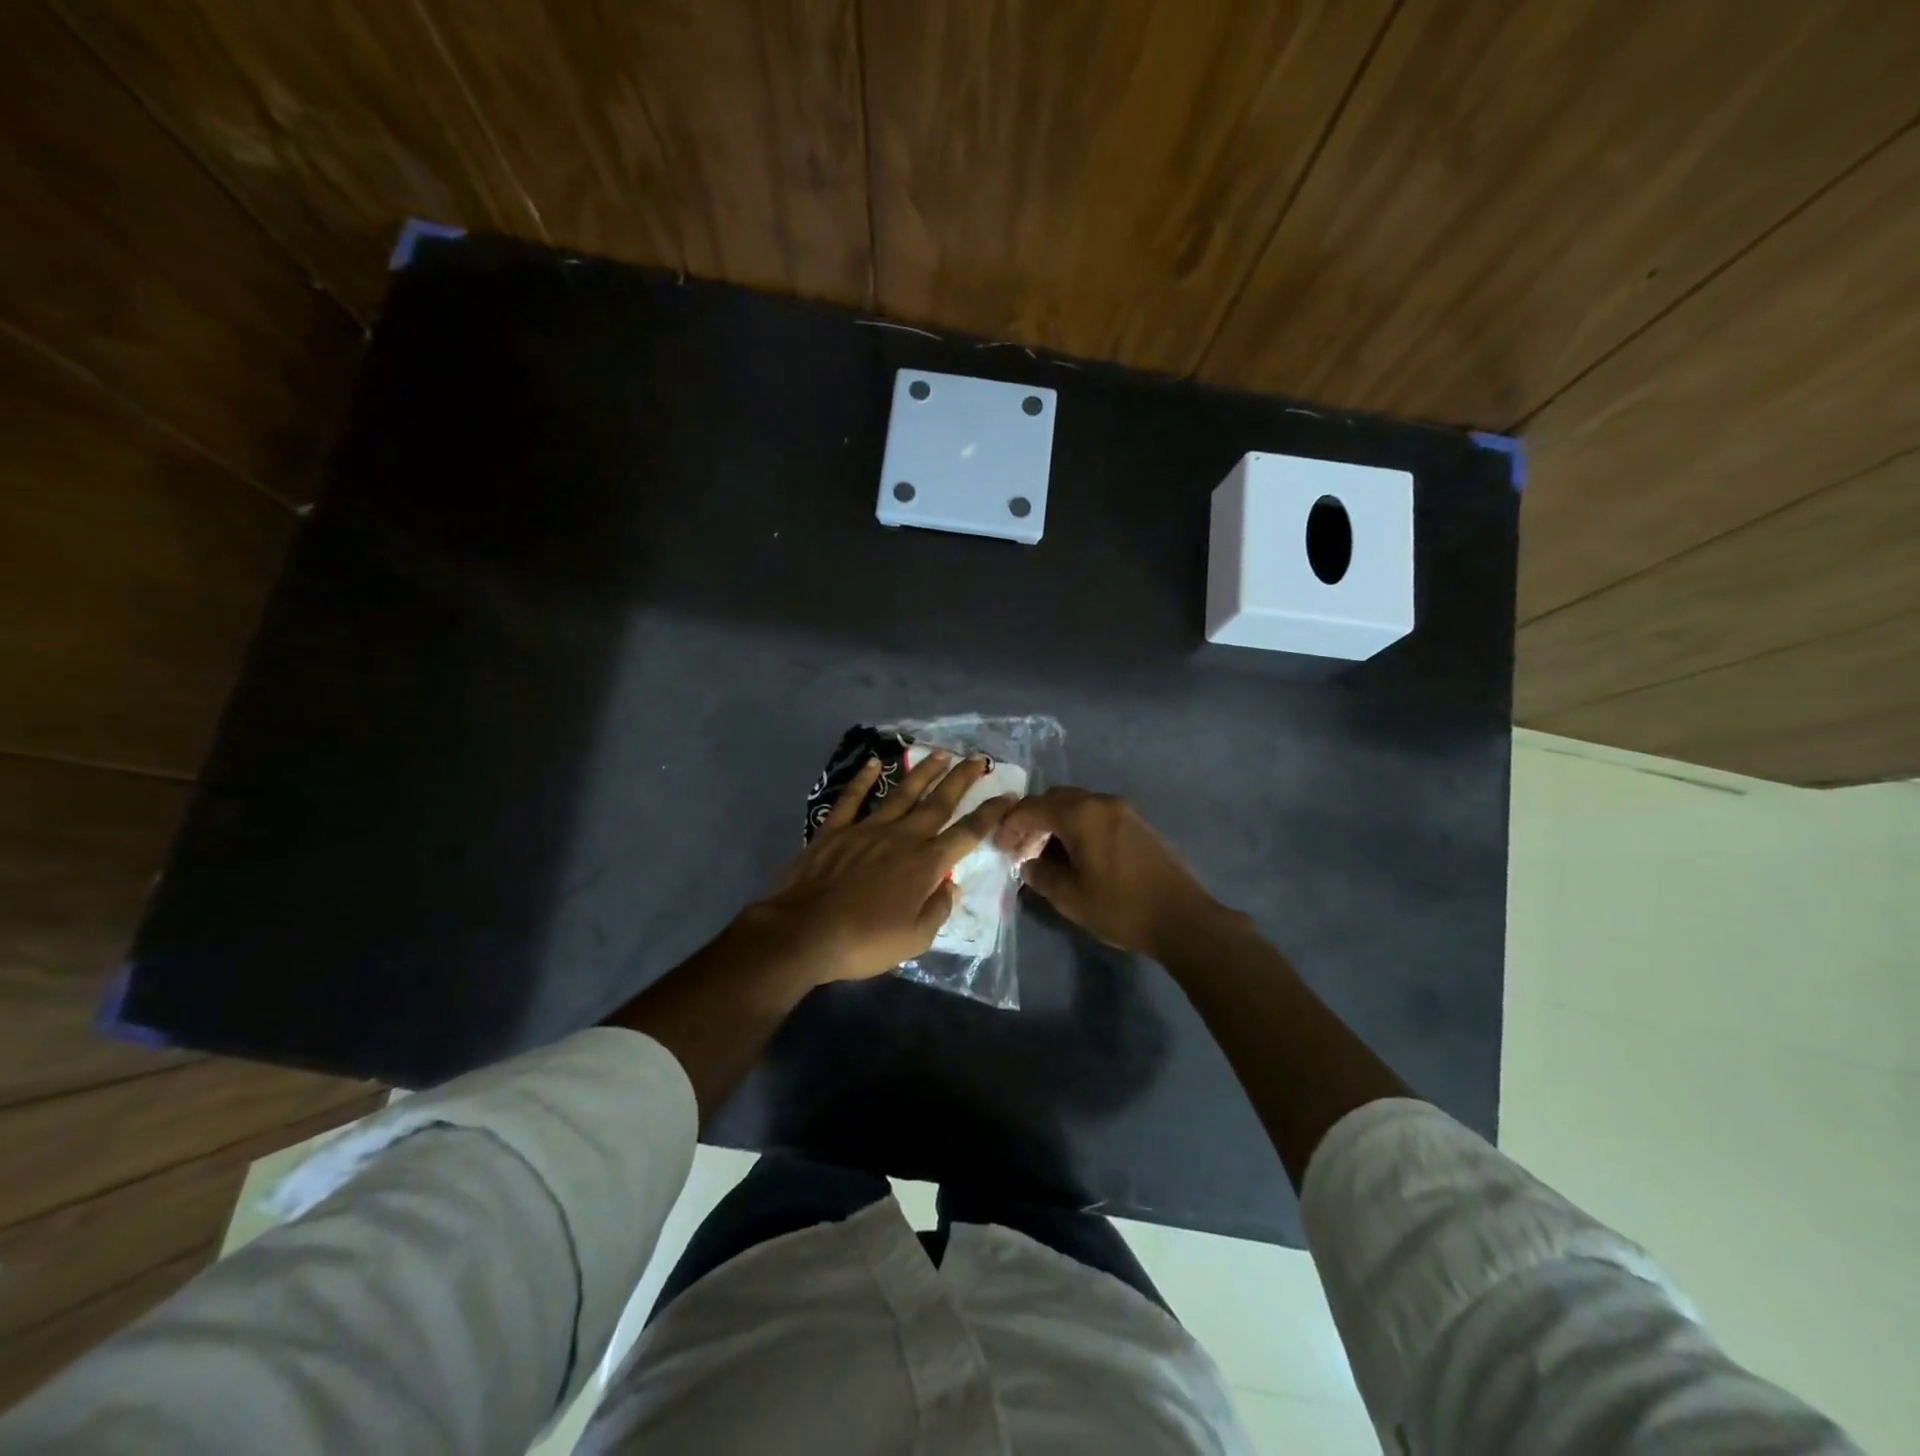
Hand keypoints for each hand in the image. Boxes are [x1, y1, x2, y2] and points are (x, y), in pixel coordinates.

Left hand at [739, 751, 1016, 985]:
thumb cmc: (864, 941)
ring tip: (940, 754)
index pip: (967, 833)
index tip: (1008, 796)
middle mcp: (902, 837)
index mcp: (925, 864)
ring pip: (902, 793)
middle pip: (938, 802)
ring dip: (923, 772)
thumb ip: (938, 909)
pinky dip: (863, 779)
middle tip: (978, 759)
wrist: (805, 932)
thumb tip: (950, 885)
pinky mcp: (835, 829)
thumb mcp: (915, 939)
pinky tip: (874, 764)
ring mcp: (867, 829)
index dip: (990, 814)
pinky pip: (852, 798)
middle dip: (961, 780)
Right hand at [997, 787, 1226, 958]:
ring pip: (1077, 805)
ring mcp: (1123, 810)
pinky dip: (1077, 826)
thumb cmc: (1121, 908)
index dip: (1010, 825)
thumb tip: (1028, 863)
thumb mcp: (1070, 898)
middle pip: (1055, 799)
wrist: (1183, 918)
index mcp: (1081, 815)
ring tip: (1044, 853)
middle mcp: (1101, 802)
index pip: (1033, 808)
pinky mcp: (1138, 823)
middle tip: (1019, 847)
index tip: (999, 846)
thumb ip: (1041, 875)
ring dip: (1055, 822)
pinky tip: (1074, 854)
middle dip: (1032, 819)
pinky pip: (1096, 814)